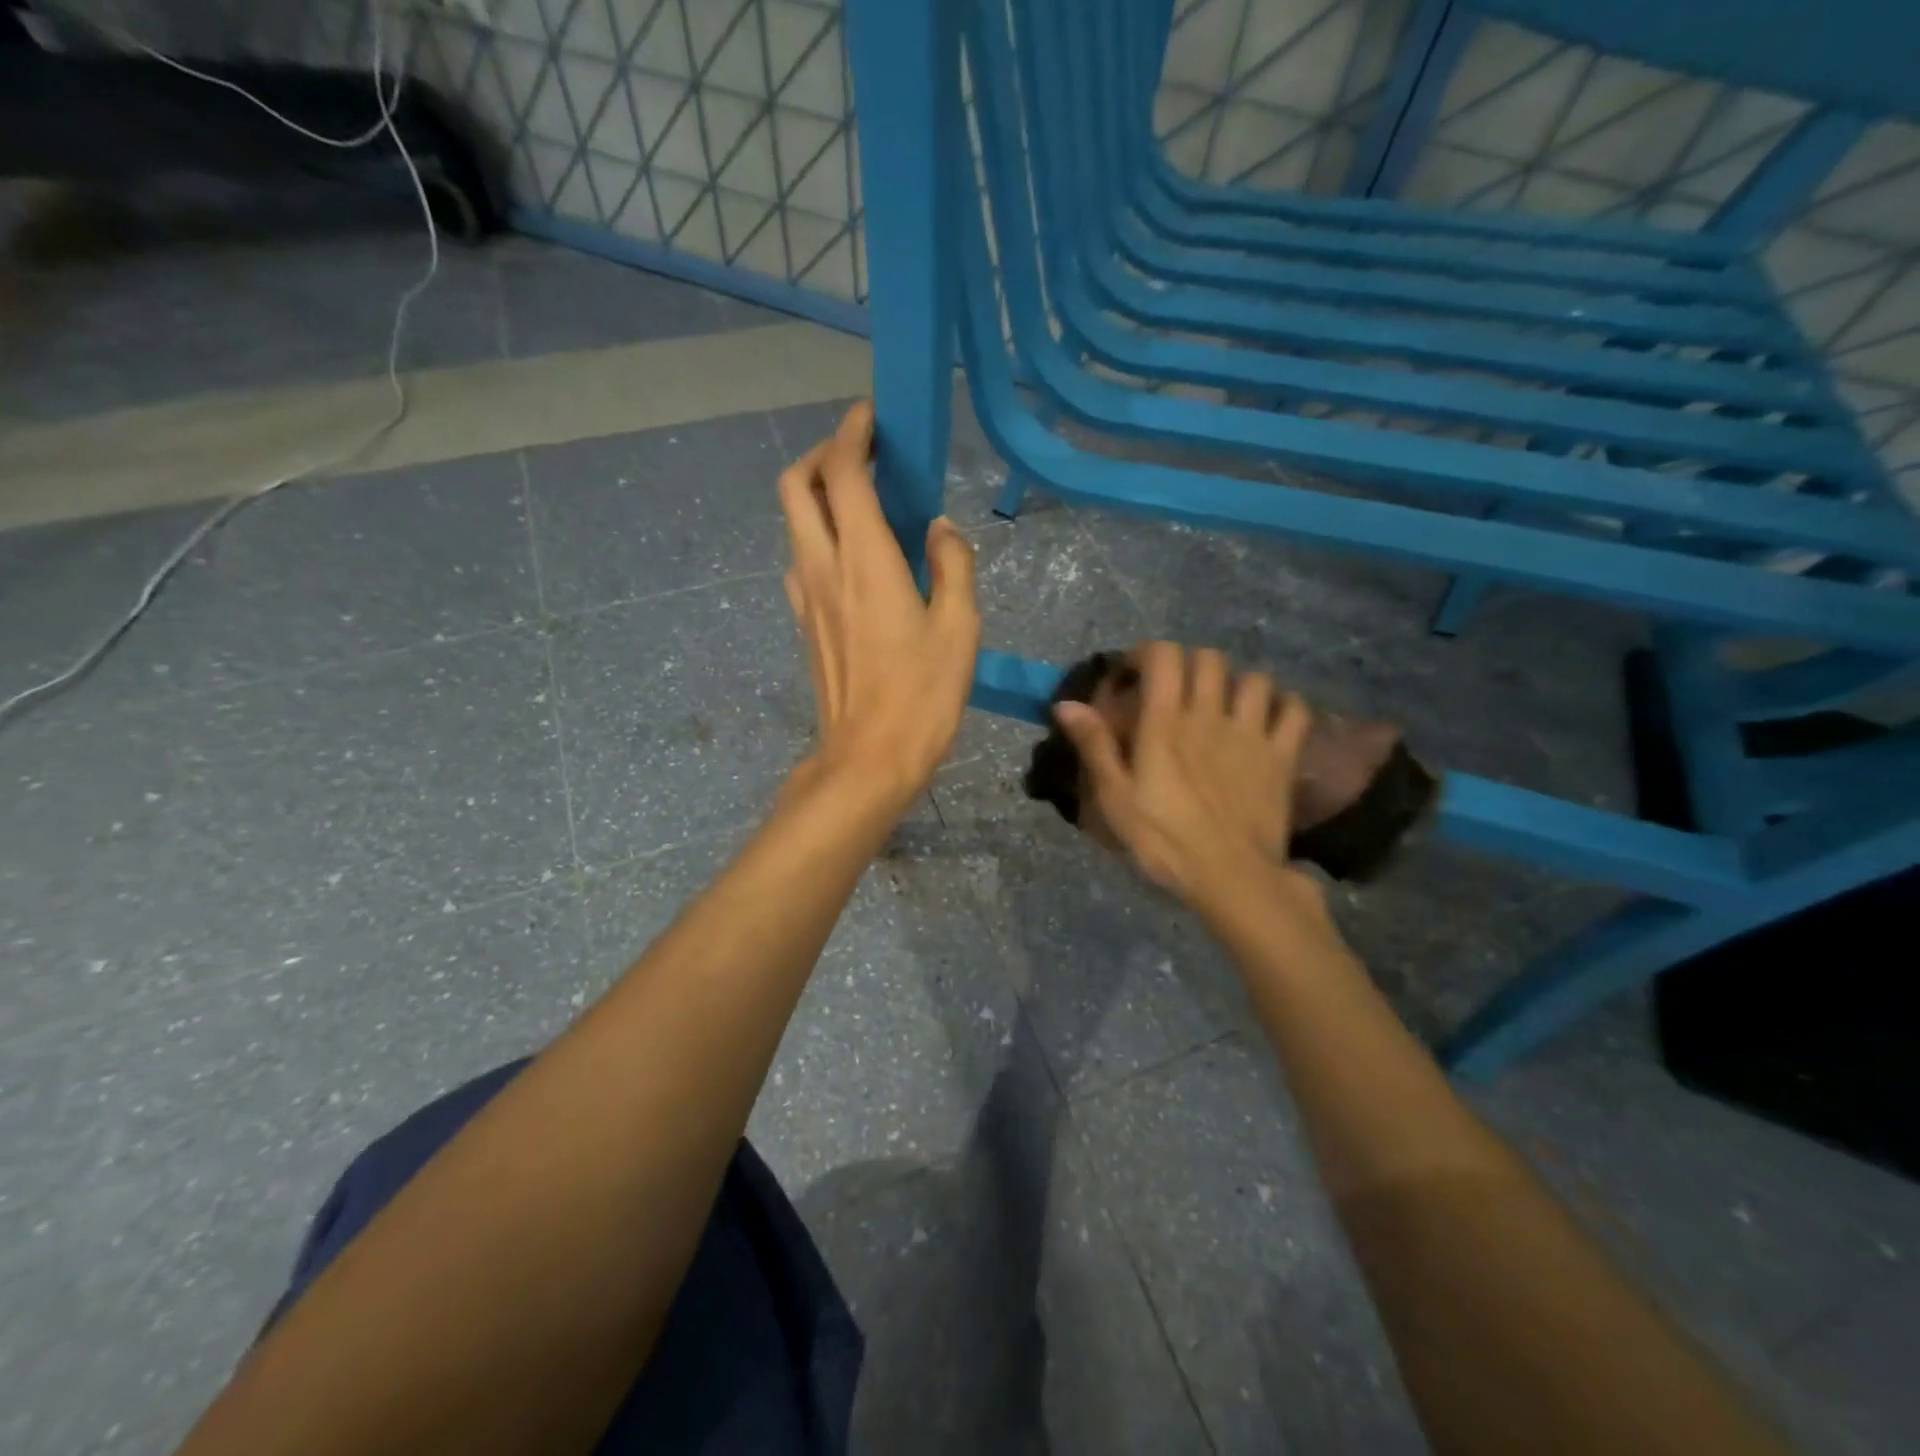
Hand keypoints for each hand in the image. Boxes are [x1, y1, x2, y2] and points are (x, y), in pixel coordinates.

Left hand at [778, 399, 979, 809]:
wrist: (869, 758)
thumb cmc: (923, 694)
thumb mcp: (960, 626)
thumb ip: (952, 564)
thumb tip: (938, 528)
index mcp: (865, 559)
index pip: (843, 471)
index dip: (853, 432)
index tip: (874, 418)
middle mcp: (822, 566)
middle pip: (796, 485)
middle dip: (822, 455)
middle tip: (862, 456)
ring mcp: (805, 596)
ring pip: (794, 522)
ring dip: (818, 496)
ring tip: (862, 504)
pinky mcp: (804, 623)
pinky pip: (801, 560)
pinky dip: (819, 537)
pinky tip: (855, 560)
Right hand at [1054, 642, 1323, 920]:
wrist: (1231, 878)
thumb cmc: (1164, 841)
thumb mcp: (1115, 798)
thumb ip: (1095, 746)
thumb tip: (1066, 704)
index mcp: (1166, 723)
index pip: (1163, 656)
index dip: (1147, 653)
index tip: (1134, 675)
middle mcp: (1210, 715)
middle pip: (1208, 659)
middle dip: (1188, 664)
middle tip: (1175, 690)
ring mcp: (1252, 733)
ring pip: (1254, 678)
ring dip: (1236, 683)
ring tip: (1225, 704)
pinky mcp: (1283, 756)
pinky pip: (1295, 710)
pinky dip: (1283, 705)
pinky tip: (1269, 719)